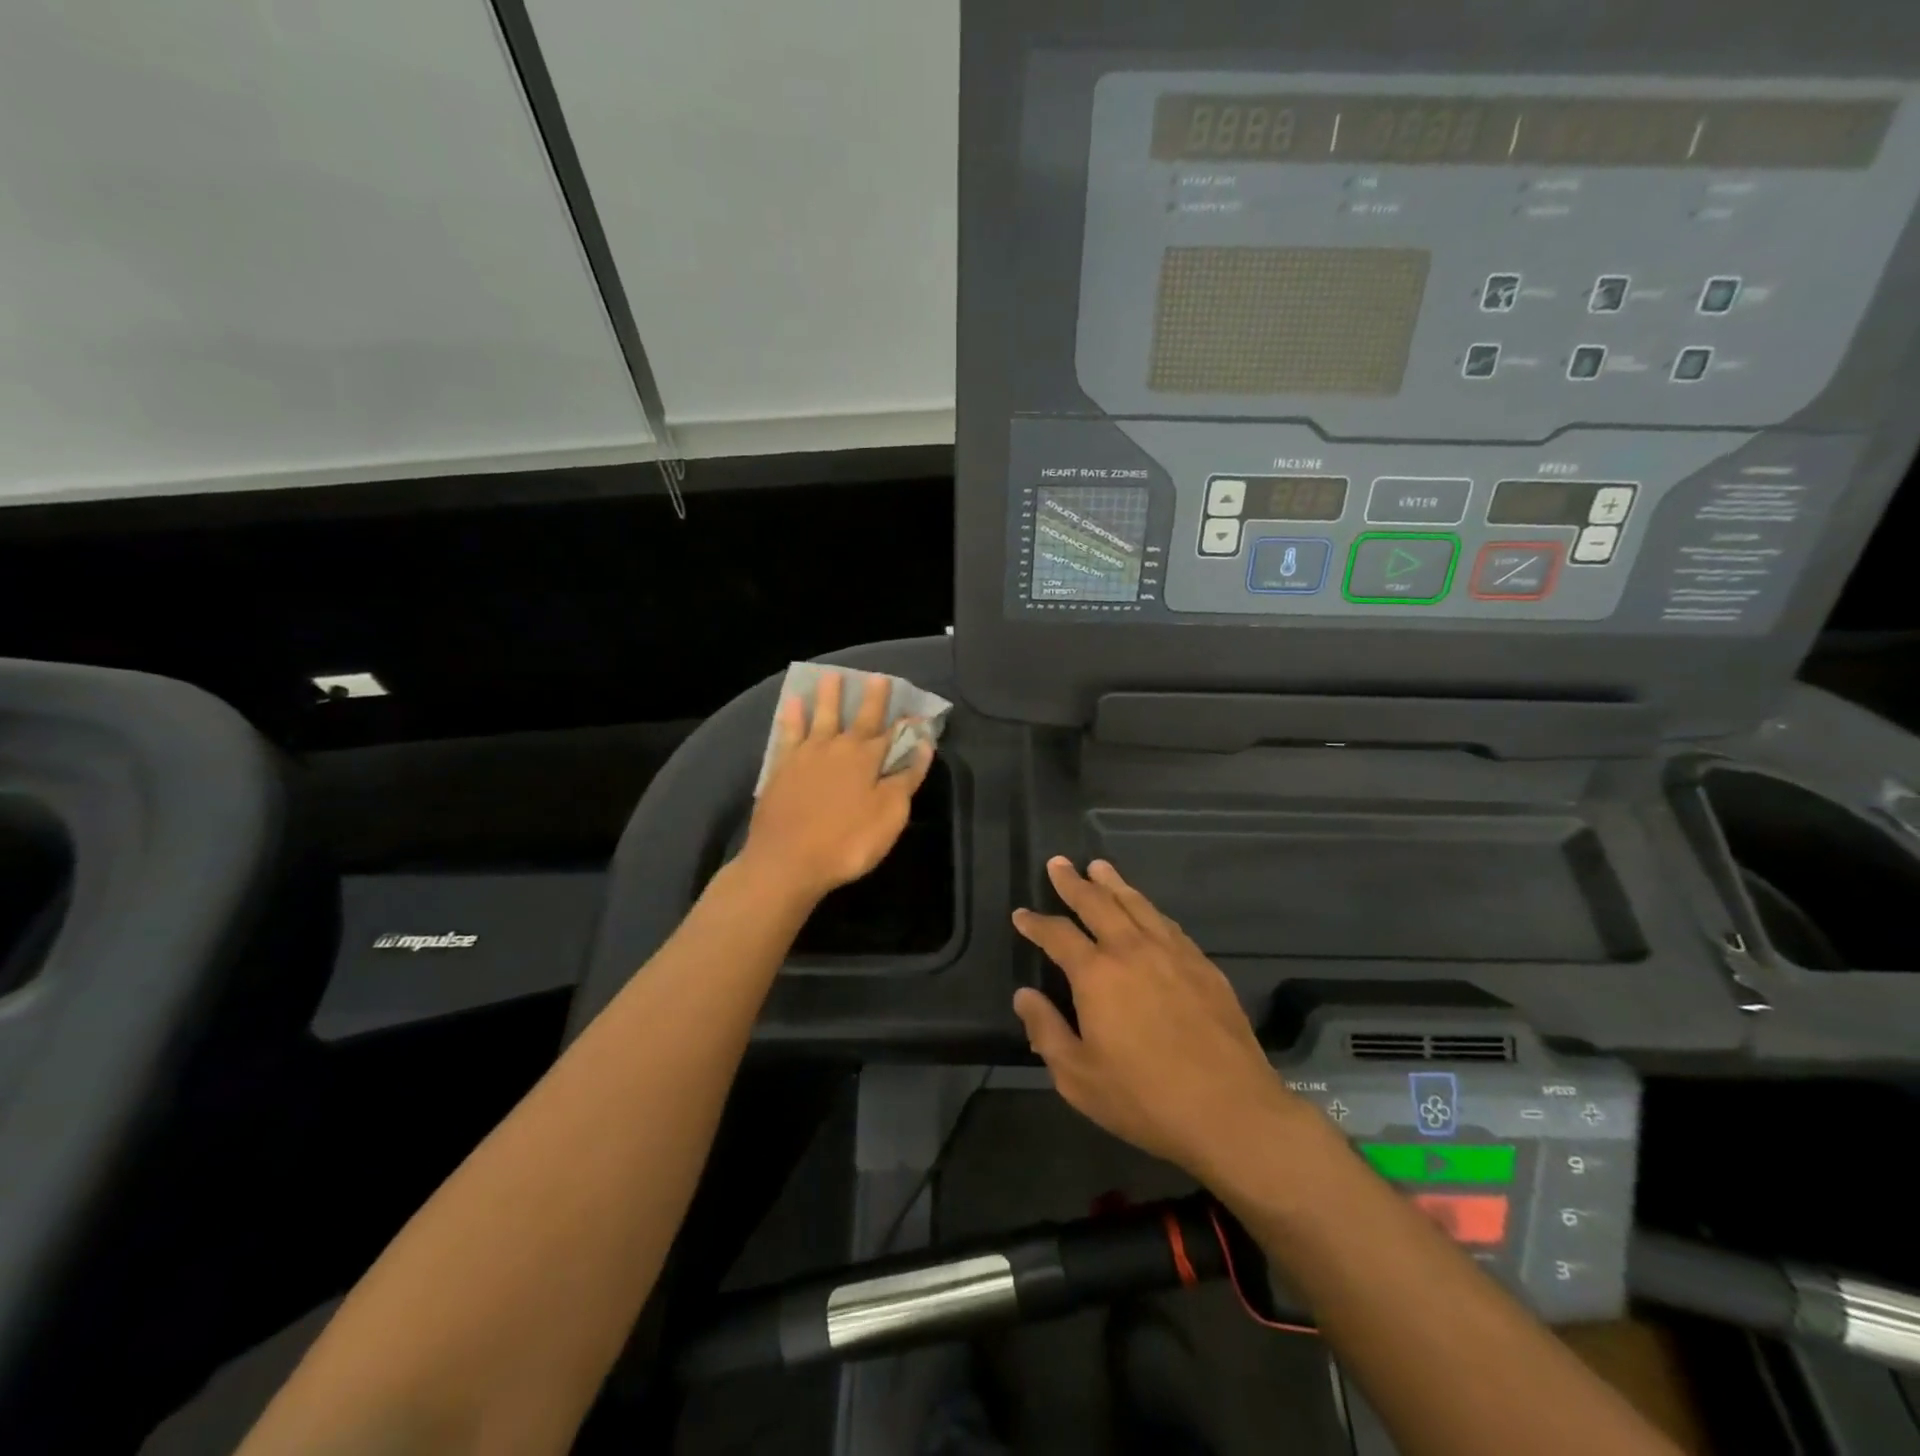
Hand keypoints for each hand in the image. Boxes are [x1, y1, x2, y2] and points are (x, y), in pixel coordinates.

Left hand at [740, 671, 931, 905]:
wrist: (786, 862)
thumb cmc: (846, 843)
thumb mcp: (889, 816)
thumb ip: (906, 779)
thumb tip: (923, 746)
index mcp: (867, 760)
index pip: (894, 736)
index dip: (908, 725)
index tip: (919, 714)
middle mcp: (838, 748)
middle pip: (859, 718)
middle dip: (872, 698)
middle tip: (877, 677)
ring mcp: (806, 755)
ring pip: (821, 716)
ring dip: (828, 696)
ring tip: (831, 675)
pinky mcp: (781, 767)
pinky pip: (788, 732)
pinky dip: (791, 716)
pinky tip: (791, 703)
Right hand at [1011, 858, 1307, 1181]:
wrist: (1230, 1111)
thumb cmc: (1144, 1098)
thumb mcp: (1078, 1077)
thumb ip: (1046, 1031)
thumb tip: (1024, 996)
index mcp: (1096, 974)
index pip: (1057, 935)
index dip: (1036, 923)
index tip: (1021, 913)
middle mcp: (1132, 950)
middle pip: (1097, 903)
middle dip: (1073, 882)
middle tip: (1058, 863)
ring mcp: (1173, 953)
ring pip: (1137, 904)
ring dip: (1114, 884)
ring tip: (1100, 867)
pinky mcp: (1203, 965)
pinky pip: (1168, 924)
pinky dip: (1148, 908)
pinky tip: (1146, 909)